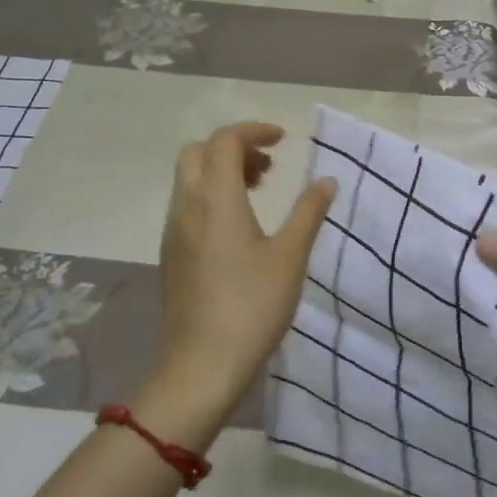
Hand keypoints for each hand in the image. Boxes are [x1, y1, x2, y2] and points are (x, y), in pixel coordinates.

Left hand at [151, 123, 336, 421]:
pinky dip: (210, 195)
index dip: (254, 131)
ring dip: (221, 171)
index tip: (284, 140)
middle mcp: (187, 206)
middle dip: (233, 147)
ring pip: (190, 178)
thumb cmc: (252, 307)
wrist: (202, 366)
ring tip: (259, 191)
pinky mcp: (170, 254)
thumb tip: (326, 181)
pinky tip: (238, 226)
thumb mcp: (290, 257)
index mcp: (216, 199)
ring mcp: (173, 231)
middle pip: (199, 152)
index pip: (225, 140)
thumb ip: (308, 212)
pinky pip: (186, 204)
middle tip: (268, 167)